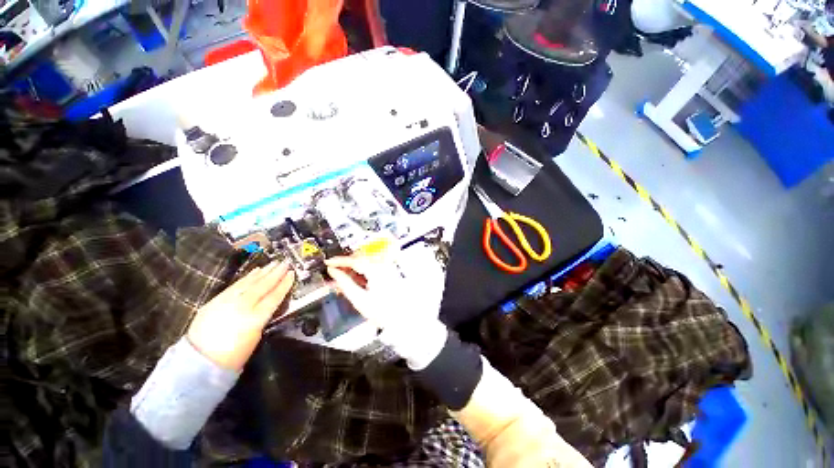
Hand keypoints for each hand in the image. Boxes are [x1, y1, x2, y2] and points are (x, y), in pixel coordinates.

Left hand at [187, 261, 294, 369]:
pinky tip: (255, 271)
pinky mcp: (216, 300)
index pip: (273, 297)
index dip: (284, 285)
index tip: (292, 274)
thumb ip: (263, 317)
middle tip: (285, 262)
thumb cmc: (233, 354)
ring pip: (249, 283)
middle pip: (262, 286)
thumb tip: (269, 304)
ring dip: (263, 272)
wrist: (199, 359)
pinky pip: (236, 285)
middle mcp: (242, 306)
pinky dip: (247, 277)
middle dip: (275, 273)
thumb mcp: (255, 337)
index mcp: (255, 318)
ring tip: (273, 263)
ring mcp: (227, 301)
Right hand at [325, 255, 403, 328]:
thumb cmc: (382, 311)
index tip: (328, 262)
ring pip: (365, 263)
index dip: (339, 260)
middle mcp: (383, 265)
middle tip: (332, 270)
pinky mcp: (388, 273)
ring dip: (352, 268)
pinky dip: (361, 272)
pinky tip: (354, 279)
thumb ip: (344, 283)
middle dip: (345, 264)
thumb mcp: (359, 299)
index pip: (354, 260)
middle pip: (360, 259)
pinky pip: (372, 267)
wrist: (401, 319)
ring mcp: (387, 268)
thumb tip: (333, 272)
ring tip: (341, 276)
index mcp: (376, 269)